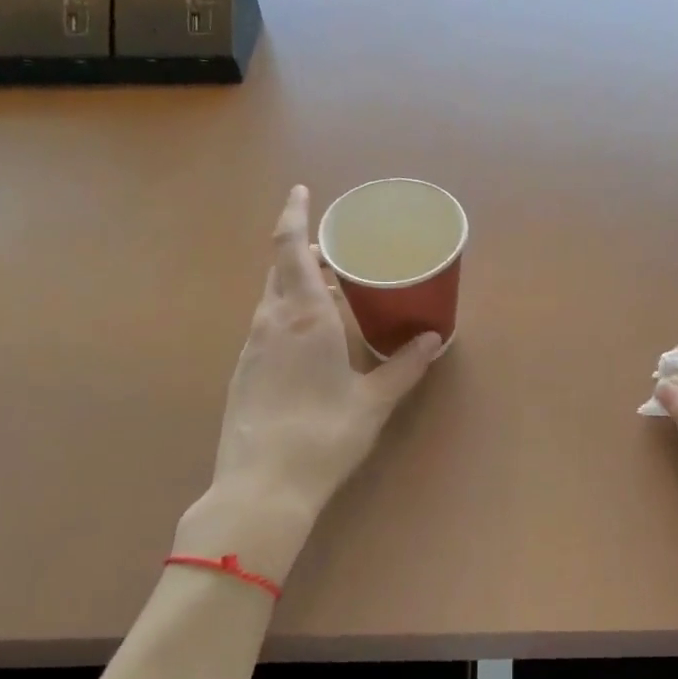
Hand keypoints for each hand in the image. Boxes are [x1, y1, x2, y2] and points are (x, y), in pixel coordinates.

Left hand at [190, 186, 441, 575]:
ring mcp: (251, 347)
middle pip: (280, 268)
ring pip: (273, 298)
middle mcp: (271, 322)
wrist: (261, 487)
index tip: (303, 191)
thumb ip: (404, 366)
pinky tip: (312, 340)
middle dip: (305, 250)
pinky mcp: (243, 371)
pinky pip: (267, 325)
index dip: (295, 215)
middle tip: (339, 250)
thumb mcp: (373, 401)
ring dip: (299, 284)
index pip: (290, 248)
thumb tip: (434, 339)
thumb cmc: (324, 435)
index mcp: (304, 317)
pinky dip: (290, 314)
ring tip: (334, 293)